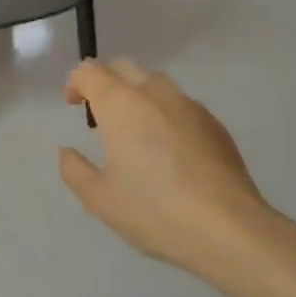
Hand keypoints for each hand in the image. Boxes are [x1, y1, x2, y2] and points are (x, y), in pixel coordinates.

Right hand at [59, 60, 269, 275]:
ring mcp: (190, 106)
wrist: (227, 227)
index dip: (76, 82)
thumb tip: (67, 152)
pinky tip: (166, 149)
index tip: (72, 105)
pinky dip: (163, 113)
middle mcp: (155, 94)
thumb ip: (75, 170)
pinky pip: (179, 105)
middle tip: (97, 113)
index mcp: (121, 105)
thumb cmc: (154, 211)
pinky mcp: (214, 124)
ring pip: (155, 84)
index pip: (91, 71)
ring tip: (132, 130)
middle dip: (105, 82)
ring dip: (136, 95)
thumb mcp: (99, 199)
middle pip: (124, 68)